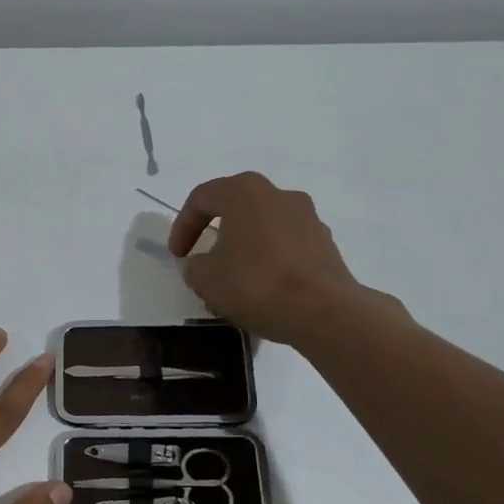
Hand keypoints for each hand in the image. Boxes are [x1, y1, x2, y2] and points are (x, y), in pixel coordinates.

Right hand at [168, 171, 407, 344]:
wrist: (323, 311)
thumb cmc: (256, 284)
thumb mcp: (205, 278)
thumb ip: (193, 265)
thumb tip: (200, 263)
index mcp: (244, 191)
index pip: (201, 199)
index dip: (182, 227)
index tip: (177, 257)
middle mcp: (278, 194)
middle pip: (235, 209)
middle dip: (215, 236)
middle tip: (203, 263)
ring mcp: (307, 217)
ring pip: (262, 229)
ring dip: (243, 250)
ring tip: (234, 283)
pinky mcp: (325, 244)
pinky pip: (285, 247)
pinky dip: (269, 262)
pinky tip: (263, 292)